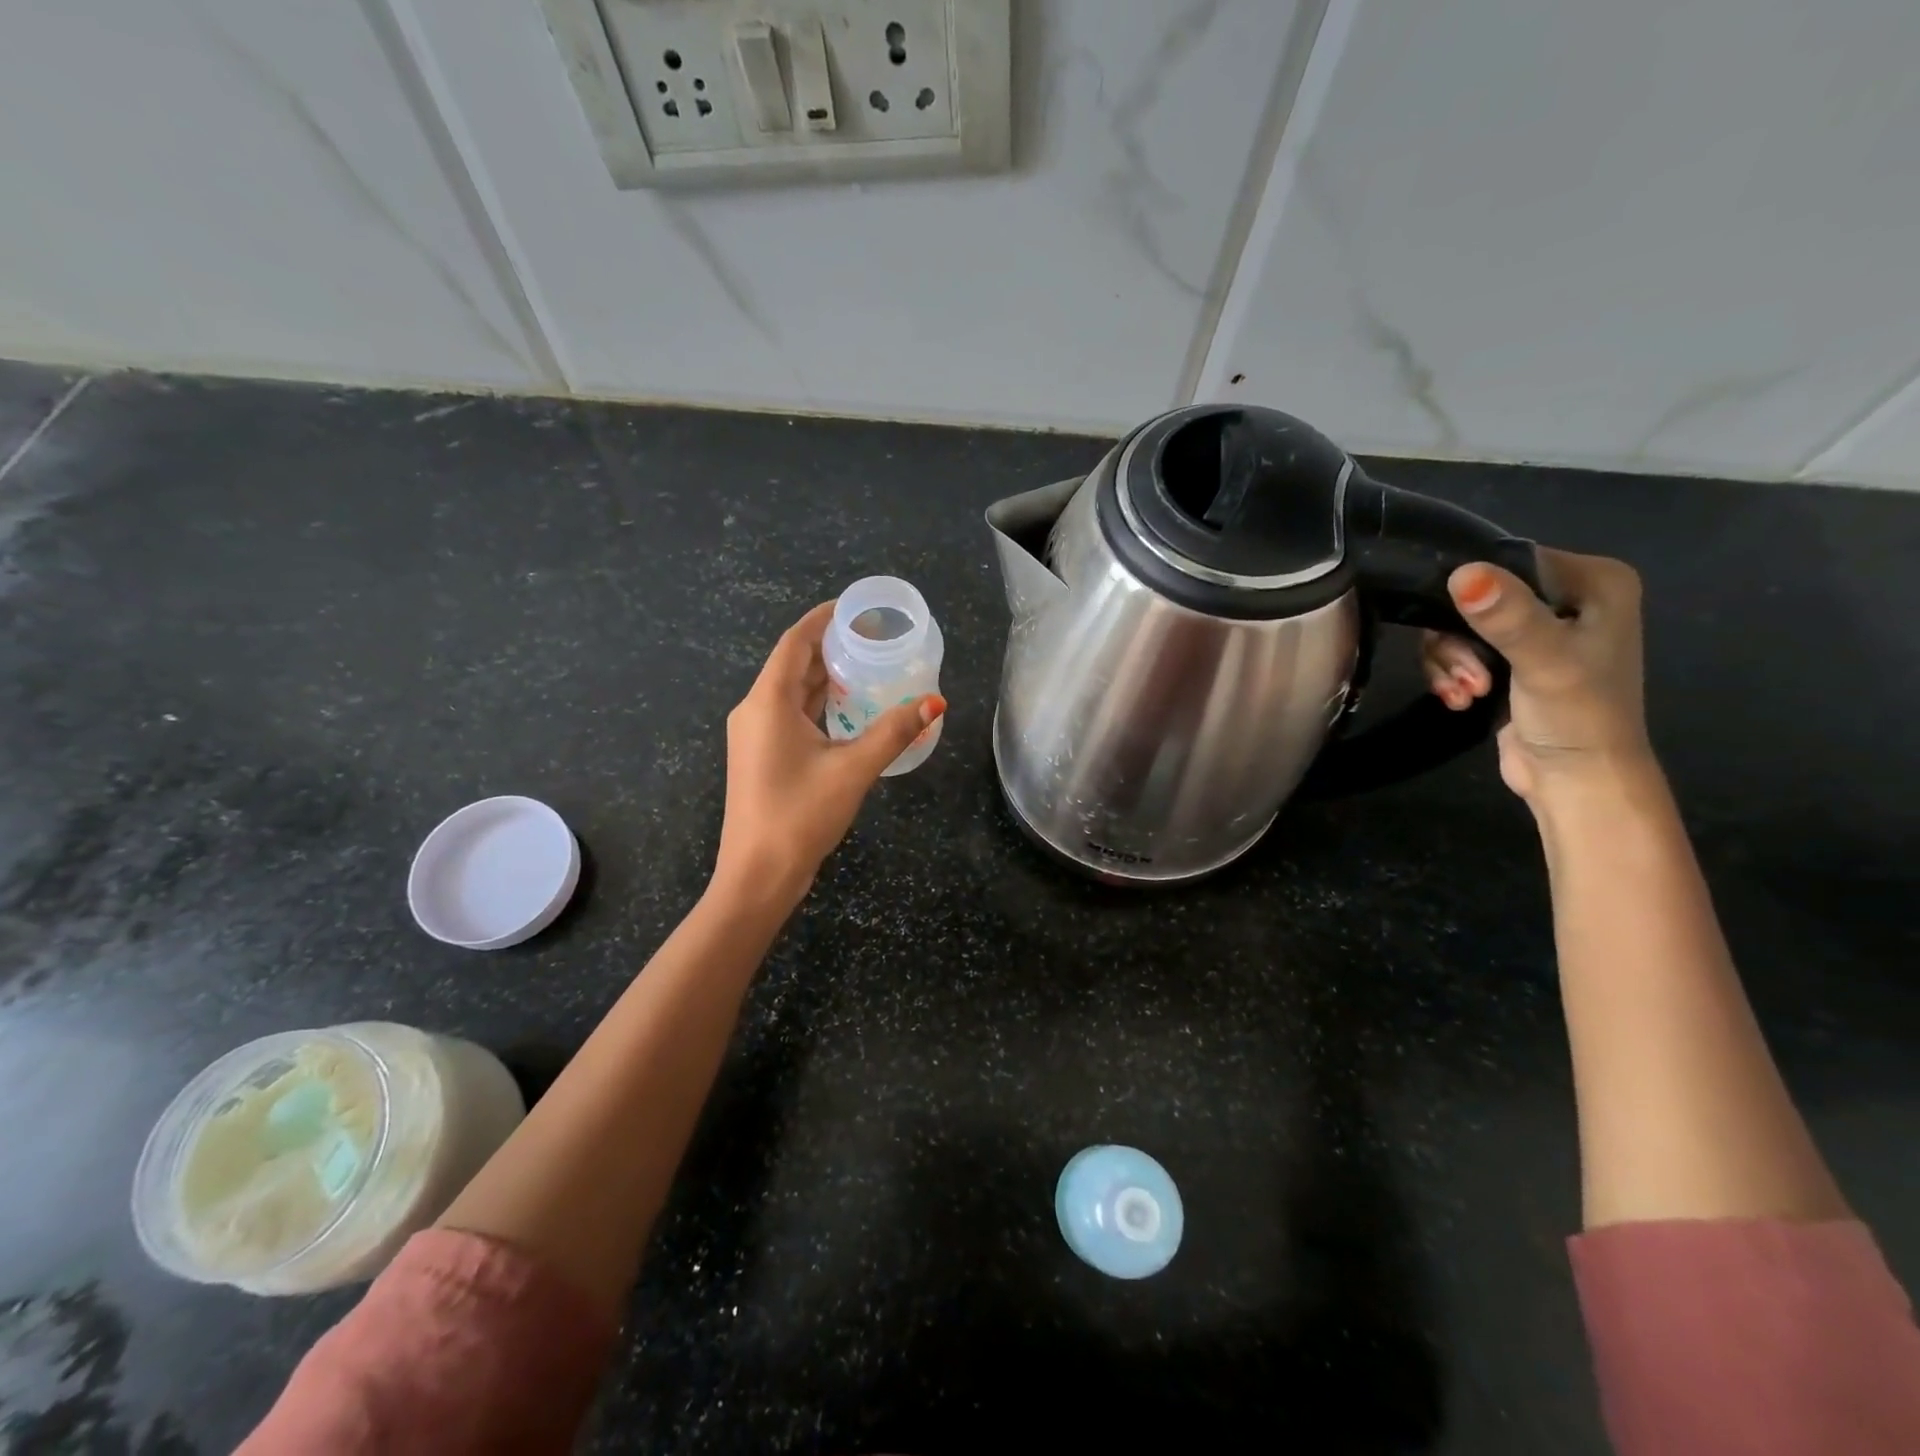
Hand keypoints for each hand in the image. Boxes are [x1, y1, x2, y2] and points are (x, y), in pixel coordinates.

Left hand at [713, 602, 945, 905]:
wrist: (758, 875)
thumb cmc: (800, 815)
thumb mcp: (853, 770)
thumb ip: (894, 732)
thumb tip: (935, 702)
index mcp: (767, 702)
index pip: (794, 642)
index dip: (823, 619)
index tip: (855, 607)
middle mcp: (755, 711)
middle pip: (793, 664)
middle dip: (831, 648)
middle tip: (874, 639)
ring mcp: (755, 736)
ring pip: (792, 693)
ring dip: (826, 678)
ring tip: (869, 667)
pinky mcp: (761, 757)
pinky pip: (791, 716)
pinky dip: (819, 705)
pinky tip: (850, 710)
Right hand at [1421, 547, 1654, 806]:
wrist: (1576, 782)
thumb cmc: (1577, 718)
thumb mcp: (1543, 662)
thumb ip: (1507, 617)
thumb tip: (1463, 573)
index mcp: (1594, 581)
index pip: (1511, 559)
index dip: (1473, 590)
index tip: (1455, 628)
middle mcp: (1568, 597)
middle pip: (1477, 595)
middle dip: (1457, 639)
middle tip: (1465, 676)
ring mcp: (1537, 631)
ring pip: (1459, 625)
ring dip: (1450, 662)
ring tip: (1465, 694)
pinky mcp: (1509, 661)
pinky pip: (1458, 649)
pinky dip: (1450, 674)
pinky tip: (1460, 699)